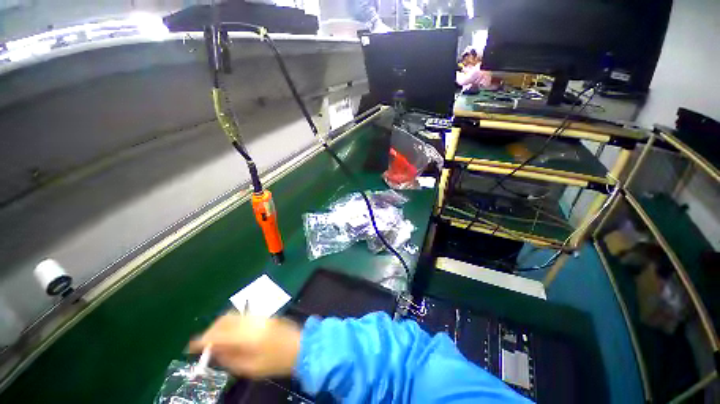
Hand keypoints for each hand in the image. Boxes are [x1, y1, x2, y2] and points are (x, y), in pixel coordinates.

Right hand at [188, 313, 301, 378]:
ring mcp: (259, 316)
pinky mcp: (264, 315)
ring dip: (220, 325)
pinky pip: (242, 316)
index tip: (190, 347)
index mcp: (247, 335)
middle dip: (210, 330)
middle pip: (224, 319)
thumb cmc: (276, 362)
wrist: (300, 346)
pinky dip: (231, 323)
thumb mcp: (250, 368)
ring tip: (215, 340)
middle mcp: (252, 321)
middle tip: (203, 344)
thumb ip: (230, 359)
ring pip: (233, 315)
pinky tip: (230, 334)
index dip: (202, 340)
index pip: (219, 334)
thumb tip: (213, 352)